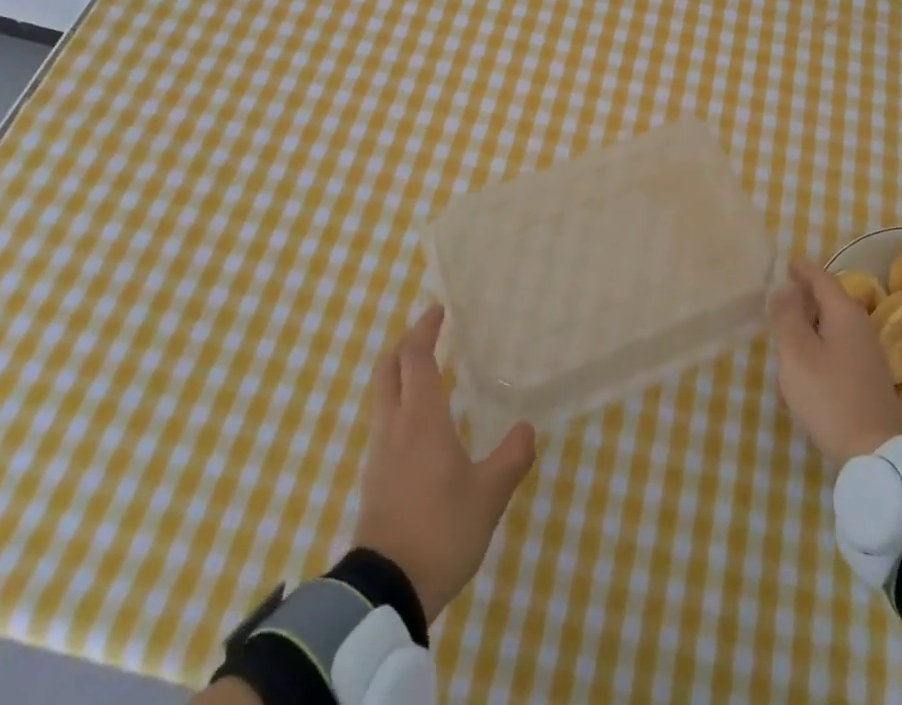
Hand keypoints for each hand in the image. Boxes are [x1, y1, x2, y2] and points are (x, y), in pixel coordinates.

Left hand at [351, 306, 537, 621]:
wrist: (385, 592)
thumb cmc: (440, 531)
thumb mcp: (489, 495)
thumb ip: (512, 457)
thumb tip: (527, 428)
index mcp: (421, 418)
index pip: (416, 357)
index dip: (425, 328)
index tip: (440, 310)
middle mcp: (394, 425)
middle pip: (388, 368)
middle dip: (406, 343)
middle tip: (430, 332)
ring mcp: (379, 452)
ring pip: (382, 394)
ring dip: (400, 372)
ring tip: (428, 371)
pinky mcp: (374, 477)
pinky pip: (384, 420)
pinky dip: (399, 401)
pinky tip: (420, 421)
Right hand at [769, 257, 901, 468]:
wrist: (875, 454)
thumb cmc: (830, 395)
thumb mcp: (797, 352)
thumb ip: (787, 314)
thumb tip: (784, 284)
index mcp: (844, 313)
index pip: (821, 277)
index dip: (801, 268)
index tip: (783, 262)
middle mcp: (860, 327)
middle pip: (826, 303)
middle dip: (800, 303)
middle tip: (774, 306)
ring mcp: (866, 355)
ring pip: (828, 332)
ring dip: (804, 336)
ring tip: (781, 354)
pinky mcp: (866, 380)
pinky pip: (834, 356)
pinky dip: (815, 358)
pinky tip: (799, 385)